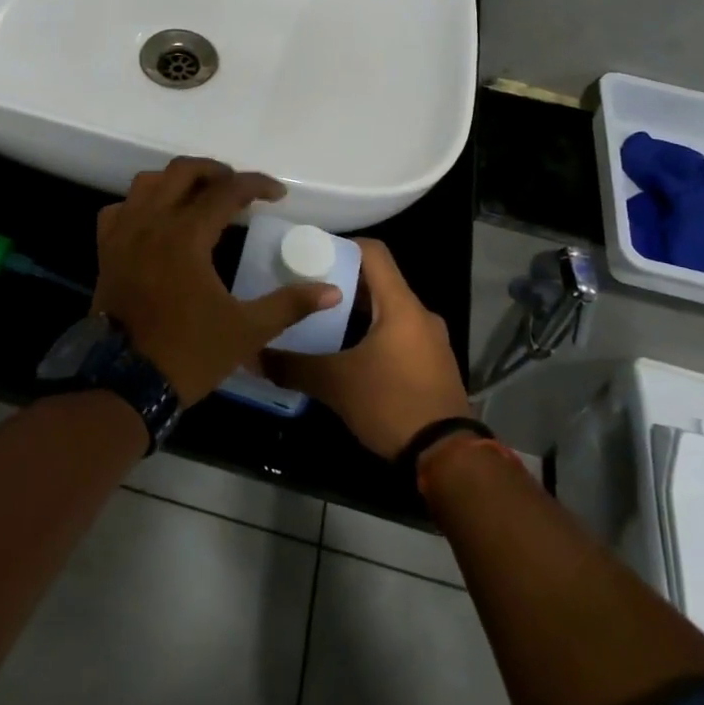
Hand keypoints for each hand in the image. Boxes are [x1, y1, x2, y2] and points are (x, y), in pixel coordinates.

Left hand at [94, 158, 341, 405]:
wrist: (125, 384)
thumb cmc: (189, 354)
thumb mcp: (247, 331)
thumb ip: (289, 304)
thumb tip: (333, 291)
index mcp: (187, 235)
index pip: (227, 191)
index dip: (256, 185)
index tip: (278, 194)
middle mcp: (153, 222)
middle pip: (183, 171)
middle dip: (215, 171)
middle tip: (238, 188)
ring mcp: (124, 234)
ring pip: (147, 182)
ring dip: (176, 180)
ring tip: (199, 196)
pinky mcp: (106, 250)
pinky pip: (119, 209)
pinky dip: (139, 205)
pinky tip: (155, 220)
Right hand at [263, 239, 472, 458]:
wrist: (448, 458)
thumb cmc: (392, 403)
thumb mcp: (336, 384)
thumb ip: (294, 366)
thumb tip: (255, 355)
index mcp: (401, 305)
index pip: (374, 252)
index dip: (342, 245)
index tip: (312, 254)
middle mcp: (420, 314)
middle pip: (379, 282)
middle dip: (343, 283)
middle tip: (308, 290)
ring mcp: (431, 341)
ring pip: (389, 311)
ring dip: (359, 312)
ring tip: (322, 322)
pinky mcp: (434, 365)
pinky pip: (400, 335)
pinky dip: (374, 334)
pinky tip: (349, 354)